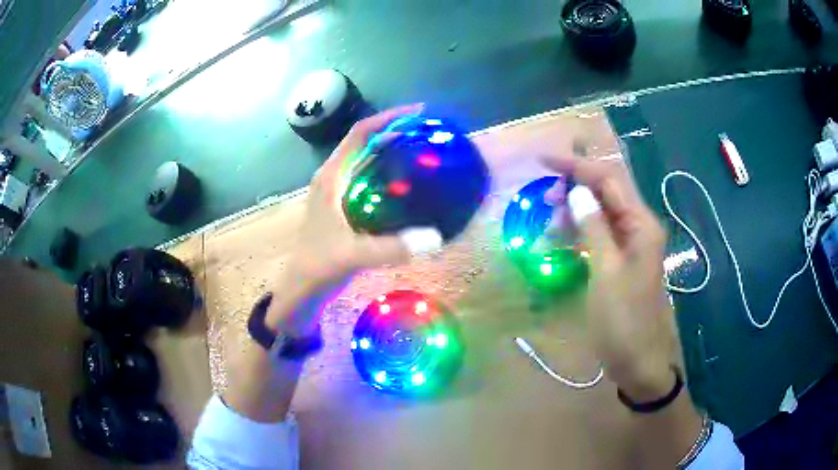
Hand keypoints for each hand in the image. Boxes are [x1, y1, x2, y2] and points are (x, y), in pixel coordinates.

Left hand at [269, 104, 433, 331]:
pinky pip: (372, 180)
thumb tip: (436, 238)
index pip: (359, 134)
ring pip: (369, 161)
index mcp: (331, 177)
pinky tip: (413, 185)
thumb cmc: (318, 267)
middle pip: (366, 143)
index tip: (419, 112)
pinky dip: (392, 175)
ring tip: (425, 151)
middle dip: (396, 132)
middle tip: (430, 133)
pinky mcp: (346, 207)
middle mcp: (335, 178)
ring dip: (394, 151)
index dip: (388, 118)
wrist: (302, 289)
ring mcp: (340, 193)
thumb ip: (391, 247)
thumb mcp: (352, 256)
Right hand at [540, 153, 676, 398]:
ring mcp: (633, 244)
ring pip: (603, 212)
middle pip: (607, 191)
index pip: (608, 180)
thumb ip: (594, 229)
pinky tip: (564, 237)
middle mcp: (640, 227)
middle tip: (544, 198)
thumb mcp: (605, 273)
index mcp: (641, 225)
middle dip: (575, 186)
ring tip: (550, 219)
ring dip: (576, 209)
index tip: (543, 160)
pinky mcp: (623, 260)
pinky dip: (582, 230)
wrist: (638, 361)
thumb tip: (578, 193)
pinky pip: (602, 234)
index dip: (576, 166)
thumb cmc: (623, 320)